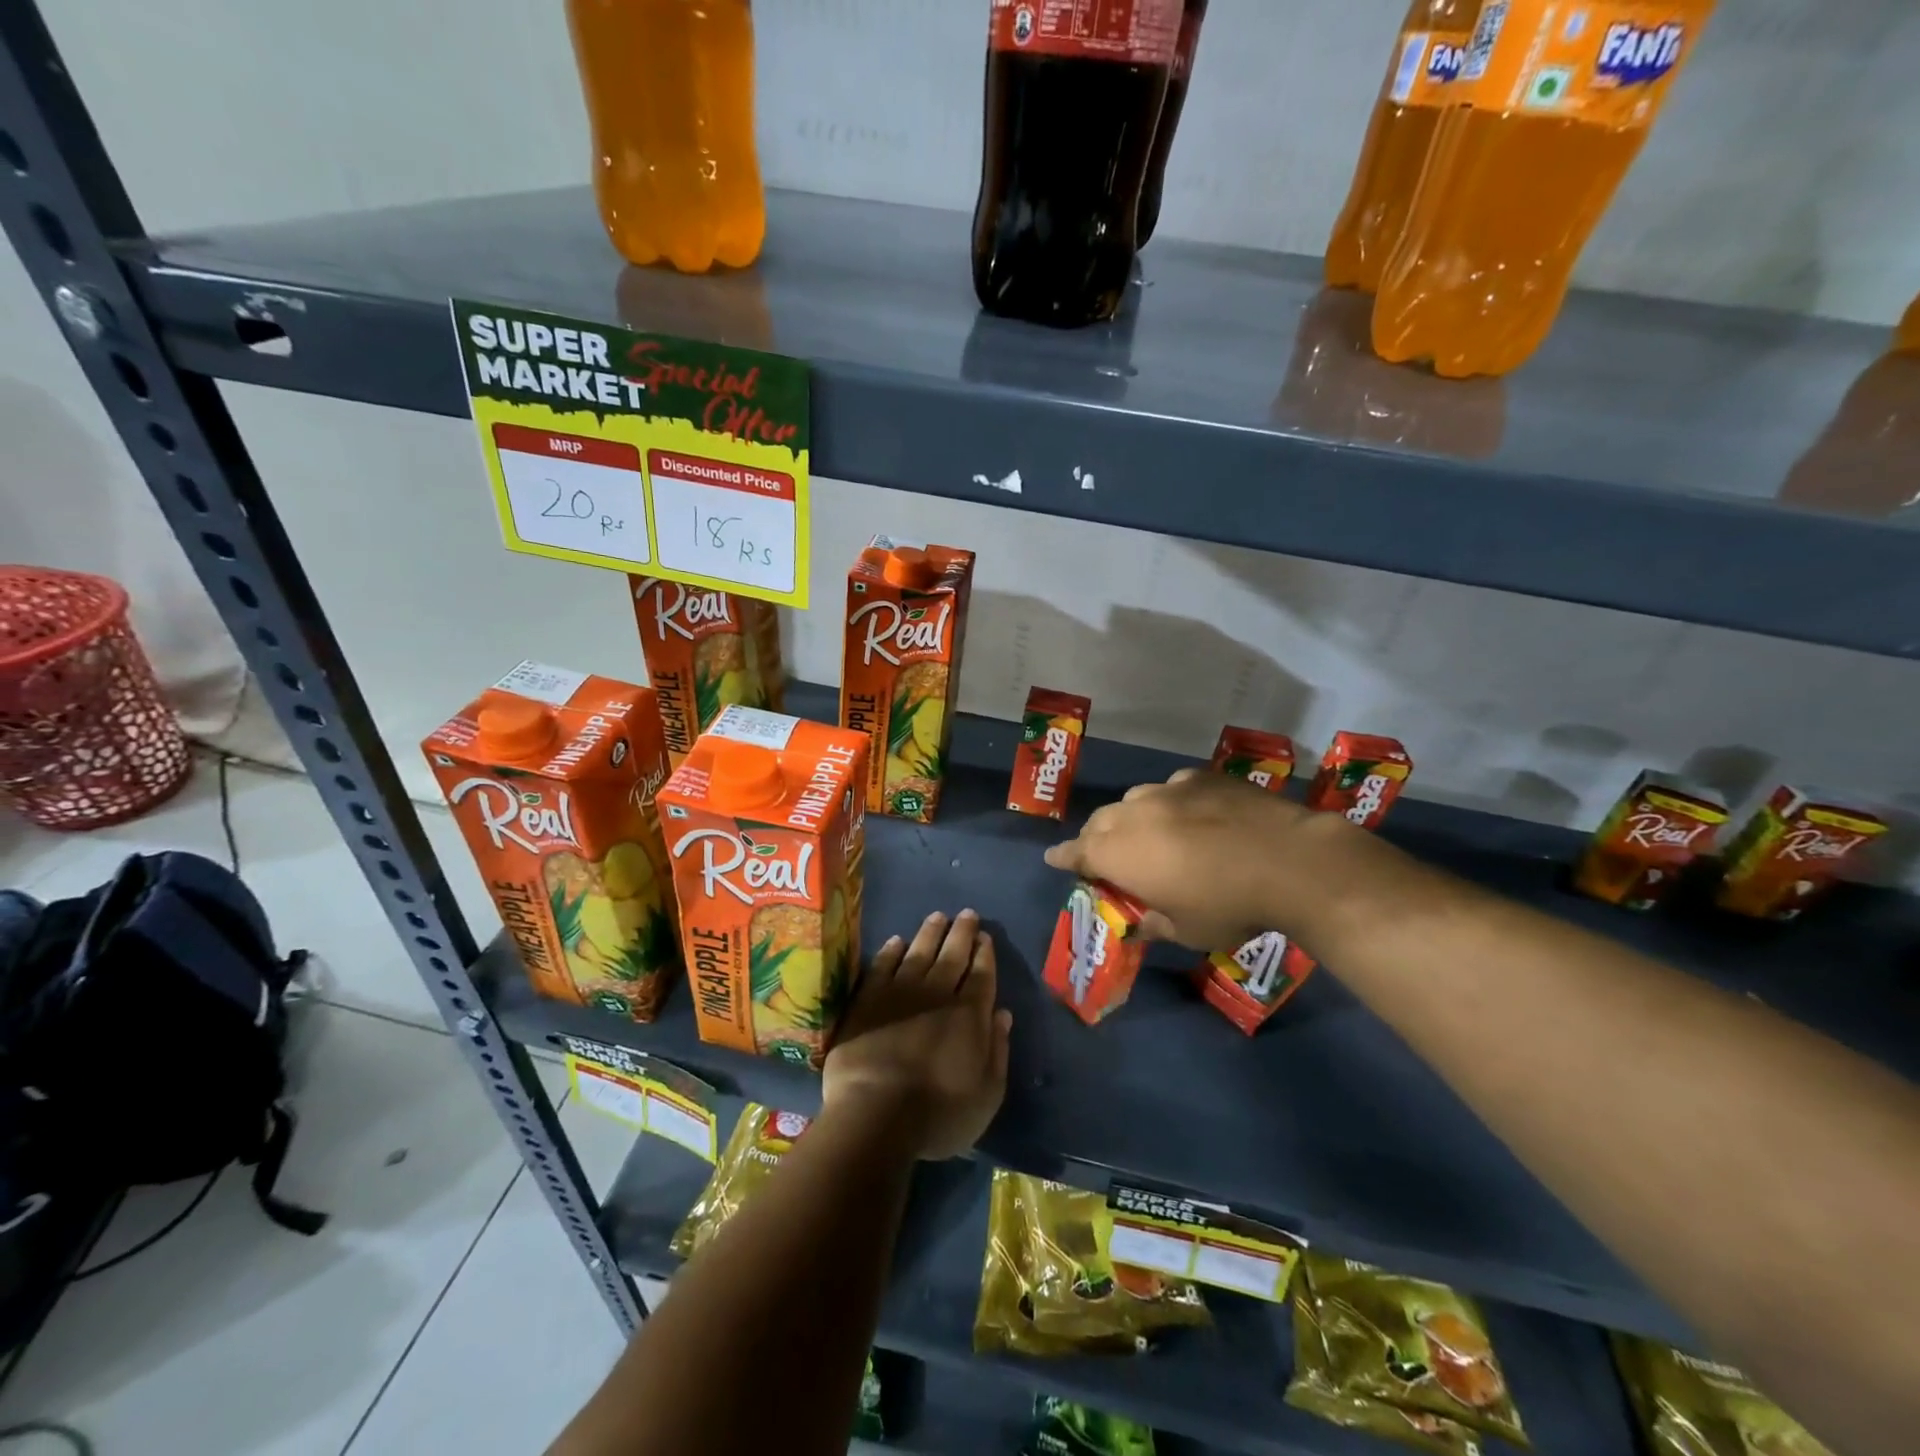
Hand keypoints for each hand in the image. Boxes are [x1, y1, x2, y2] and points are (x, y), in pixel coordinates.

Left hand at [823, 910, 1012, 1160]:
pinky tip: (897, 942)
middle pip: (953, 955)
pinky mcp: (868, 1000)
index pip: (982, 975)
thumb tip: (1003, 1013)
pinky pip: (882, 966)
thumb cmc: (938, 1115)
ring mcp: (900, 993)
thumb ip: (997, 1051)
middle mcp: (938, 995)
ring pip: (919, 952)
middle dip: (962, 933)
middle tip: (967, 913)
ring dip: (930, 932)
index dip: (985, 954)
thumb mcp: (987, 1095)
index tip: (986, 937)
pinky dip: (891, 951)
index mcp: (969, 1016)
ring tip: (938, 916)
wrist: (875, 1114)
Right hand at [1043, 768, 1367, 950]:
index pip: (1077, 853)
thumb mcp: (1185, 931)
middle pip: (1100, 822)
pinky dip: (1171, 803)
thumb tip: (1141, 920)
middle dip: (1096, 839)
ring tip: (1149, 834)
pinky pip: (1172, 789)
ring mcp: (1168, 791)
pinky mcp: (1201, 778)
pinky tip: (1192, 815)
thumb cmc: (1229, 906)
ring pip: (1134, 801)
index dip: (1063, 858)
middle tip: (1106, 856)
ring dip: (1132, 819)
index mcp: (1120, 854)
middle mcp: (1135, 815)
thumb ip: (1153, 922)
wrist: (1289, 861)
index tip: (1053, 859)